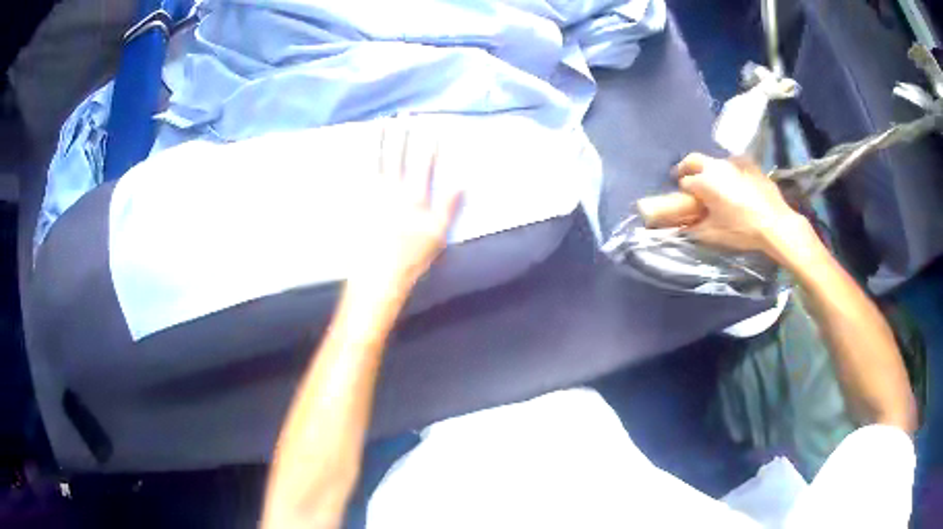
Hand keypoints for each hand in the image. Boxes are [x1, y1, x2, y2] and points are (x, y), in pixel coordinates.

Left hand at [348, 123, 460, 298]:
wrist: (378, 274)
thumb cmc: (412, 257)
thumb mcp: (438, 235)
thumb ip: (448, 207)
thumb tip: (460, 183)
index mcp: (414, 197)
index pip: (423, 165)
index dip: (427, 145)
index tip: (430, 127)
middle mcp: (393, 190)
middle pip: (398, 157)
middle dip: (402, 134)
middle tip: (403, 115)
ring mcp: (373, 196)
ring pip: (377, 162)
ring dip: (380, 141)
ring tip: (380, 123)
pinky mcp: (359, 204)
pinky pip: (358, 177)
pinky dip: (358, 162)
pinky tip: (356, 151)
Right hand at [672, 153, 804, 255]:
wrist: (775, 224)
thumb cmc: (742, 230)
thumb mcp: (714, 235)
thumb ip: (695, 229)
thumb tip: (686, 227)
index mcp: (704, 182)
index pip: (684, 182)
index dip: (682, 191)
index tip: (684, 199)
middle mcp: (716, 166)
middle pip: (694, 160)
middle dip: (686, 167)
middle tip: (684, 175)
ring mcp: (734, 162)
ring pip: (715, 161)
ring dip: (710, 169)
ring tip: (714, 183)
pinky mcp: (750, 165)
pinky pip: (734, 164)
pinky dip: (730, 171)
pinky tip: (736, 183)